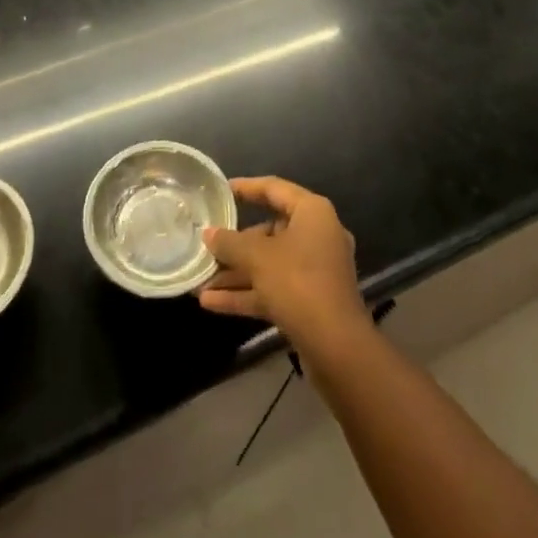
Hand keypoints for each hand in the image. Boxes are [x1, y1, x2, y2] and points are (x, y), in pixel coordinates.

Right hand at [199, 177, 370, 363]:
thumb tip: (208, 234)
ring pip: (268, 264)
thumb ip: (229, 242)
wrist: (337, 349)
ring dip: (236, 273)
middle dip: (234, 244)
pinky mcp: (310, 301)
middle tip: (207, 244)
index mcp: (312, 213)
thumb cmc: (298, 283)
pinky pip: (273, 289)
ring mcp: (315, 271)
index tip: (220, 191)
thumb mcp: (257, 257)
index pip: (274, 188)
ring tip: (200, 279)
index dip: (245, 188)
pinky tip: (210, 302)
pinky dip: (246, 293)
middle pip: (269, 231)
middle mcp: (317, 236)